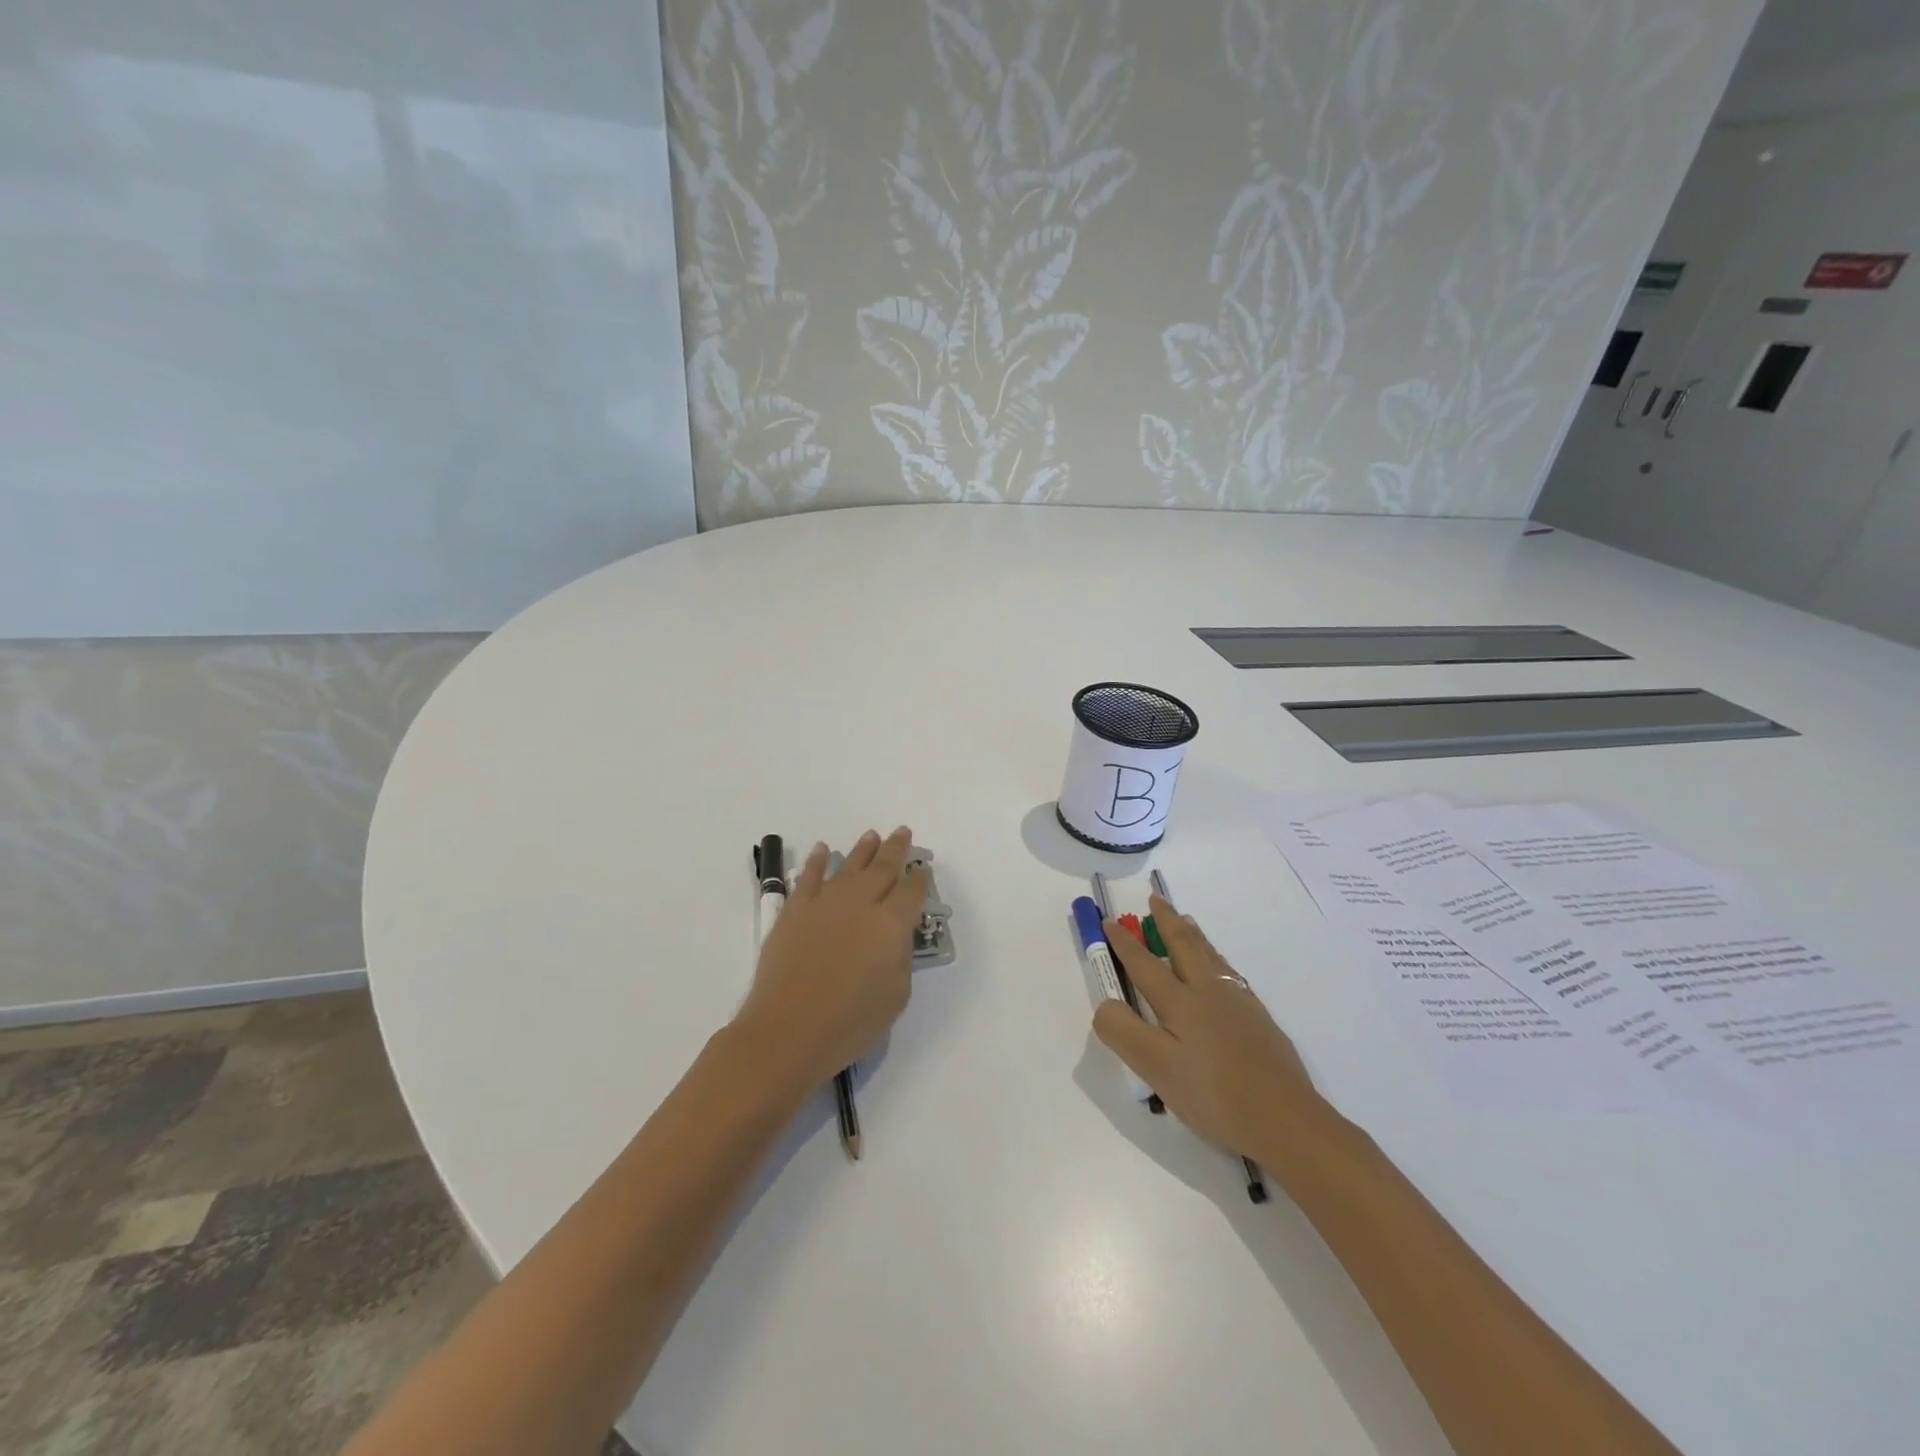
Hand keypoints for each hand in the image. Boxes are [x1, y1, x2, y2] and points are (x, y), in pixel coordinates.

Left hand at [735, 827, 928, 1088]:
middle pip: (883, 868)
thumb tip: (896, 936)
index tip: (923, 869)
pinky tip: (822, 849)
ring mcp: (824, 903)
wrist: (787, 1031)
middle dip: (896, 849)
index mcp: (891, 924)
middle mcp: (860, 903)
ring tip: (872, 835)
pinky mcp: (794, 910)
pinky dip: (816, 861)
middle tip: (902, 832)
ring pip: (848, 866)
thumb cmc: (849, 1023)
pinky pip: (808, 876)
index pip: (911, 892)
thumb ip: (901, 958)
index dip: (920, 879)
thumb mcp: (895, 996)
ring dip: (863, 849)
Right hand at [1094, 896, 1329, 1161]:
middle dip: (1166, 921)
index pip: (1145, 964)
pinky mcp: (1260, 1020)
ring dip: (1193, 934)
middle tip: (1156, 898)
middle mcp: (1209, 992)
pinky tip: (1222, 969)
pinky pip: (1230, 972)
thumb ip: (1123, 1031)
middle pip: (1184, 946)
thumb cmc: (1215, 1096)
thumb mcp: (1156, 1068)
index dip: (1125, 943)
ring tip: (1186, 920)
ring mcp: (1239, 1004)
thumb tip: (1105, 1003)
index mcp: (1180, 1002)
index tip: (1110, 921)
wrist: (1287, 1121)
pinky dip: (1216, 957)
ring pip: (1211, 955)